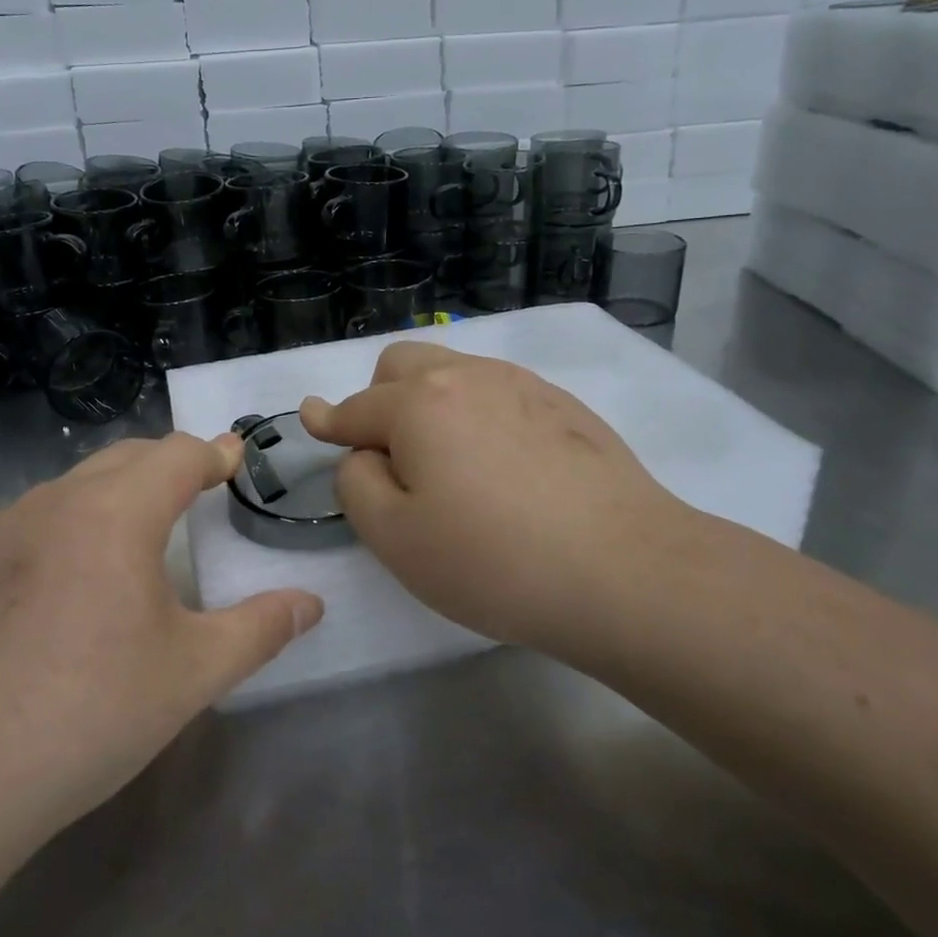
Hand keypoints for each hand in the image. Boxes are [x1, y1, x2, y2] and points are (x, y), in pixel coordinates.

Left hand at [0, 433, 323, 870]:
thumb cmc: (83, 716)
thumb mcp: (190, 675)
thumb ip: (260, 630)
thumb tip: (311, 603)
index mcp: (116, 513)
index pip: (178, 454)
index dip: (214, 453)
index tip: (234, 459)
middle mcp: (52, 502)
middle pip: (123, 458)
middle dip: (166, 466)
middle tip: (193, 493)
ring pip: (67, 490)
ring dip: (108, 497)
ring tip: (126, 543)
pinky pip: (21, 527)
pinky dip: (57, 533)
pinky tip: (51, 594)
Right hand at [300, 343, 698, 665]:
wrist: (625, 570)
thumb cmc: (494, 560)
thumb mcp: (395, 537)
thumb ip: (356, 483)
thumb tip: (363, 453)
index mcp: (420, 403)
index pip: (357, 408)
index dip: (329, 420)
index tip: (312, 418)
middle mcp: (469, 376)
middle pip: (402, 365)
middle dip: (379, 400)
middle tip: (392, 459)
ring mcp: (523, 385)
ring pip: (454, 371)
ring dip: (430, 402)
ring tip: (450, 463)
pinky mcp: (564, 405)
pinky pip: (499, 391)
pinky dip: (477, 412)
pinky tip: (502, 464)